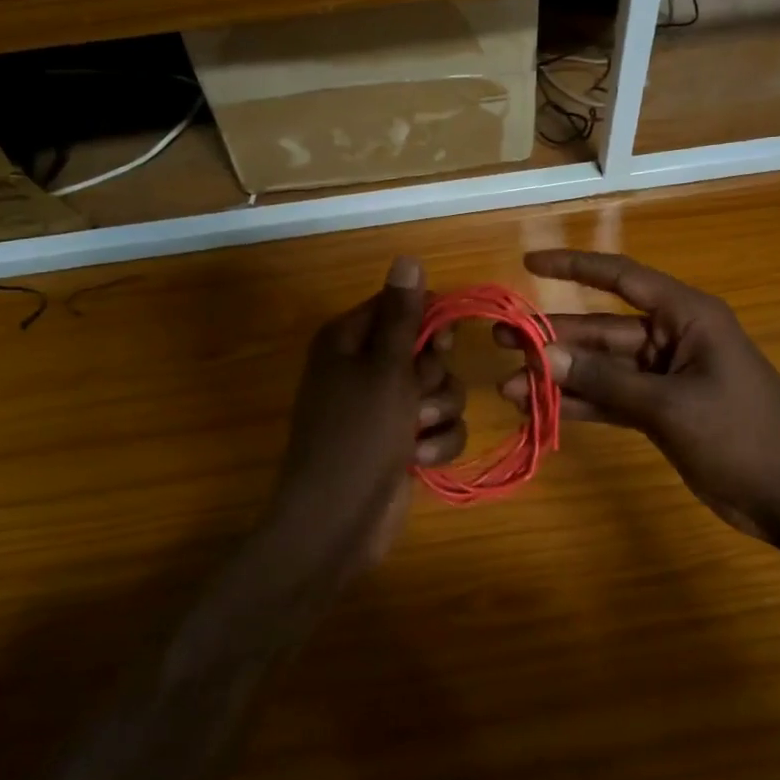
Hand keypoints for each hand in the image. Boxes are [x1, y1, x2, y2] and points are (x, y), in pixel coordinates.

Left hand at [268, 256, 464, 570]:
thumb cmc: (358, 437)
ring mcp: (384, 408)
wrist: (338, 522)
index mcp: (349, 341)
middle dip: (434, 378)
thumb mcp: (385, 370)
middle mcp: (365, 368)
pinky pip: (440, 427)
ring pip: (442, 391)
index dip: (428, 324)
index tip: (438, 345)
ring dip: (438, 414)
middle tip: (417, 397)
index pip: (402, 307)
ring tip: (415, 435)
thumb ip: (403, 316)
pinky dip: (436, 444)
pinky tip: (419, 461)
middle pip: (428, 351)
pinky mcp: (401, 442)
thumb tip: (408, 258)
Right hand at [499, 250, 779, 540]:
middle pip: (602, 328)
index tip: (530, 262)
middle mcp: (672, 338)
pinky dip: (581, 403)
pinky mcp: (661, 411)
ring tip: (508, 384)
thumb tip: (543, 356)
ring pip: (602, 367)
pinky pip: (612, 398)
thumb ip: (605, 379)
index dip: (574, 267)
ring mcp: (665, 377)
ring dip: (560, 376)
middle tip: (500, 339)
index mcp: (686, 316)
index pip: (622, 278)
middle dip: (553, 336)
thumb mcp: (669, 405)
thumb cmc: (741, 435)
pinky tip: (541, 409)